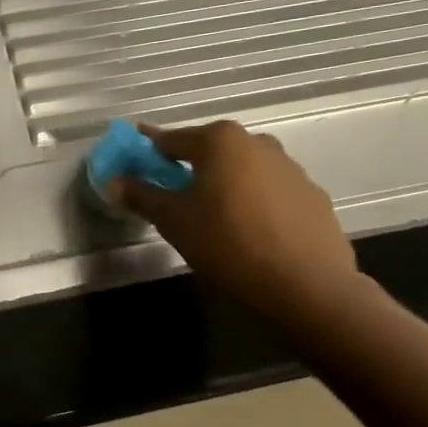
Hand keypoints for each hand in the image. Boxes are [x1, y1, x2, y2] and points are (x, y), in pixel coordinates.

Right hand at [108, 121, 361, 319]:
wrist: (308, 286)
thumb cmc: (228, 243)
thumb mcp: (172, 220)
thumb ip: (141, 195)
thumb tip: (114, 182)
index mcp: (219, 140)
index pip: (170, 140)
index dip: (147, 152)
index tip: (132, 163)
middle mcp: (257, 143)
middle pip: (209, 151)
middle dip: (187, 168)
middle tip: (171, 197)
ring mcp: (291, 169)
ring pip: (242, 171)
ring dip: (223, 185)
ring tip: (211, 218)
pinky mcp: (313, 197)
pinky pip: (270, 193)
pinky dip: (253, 203)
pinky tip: (247, 233)